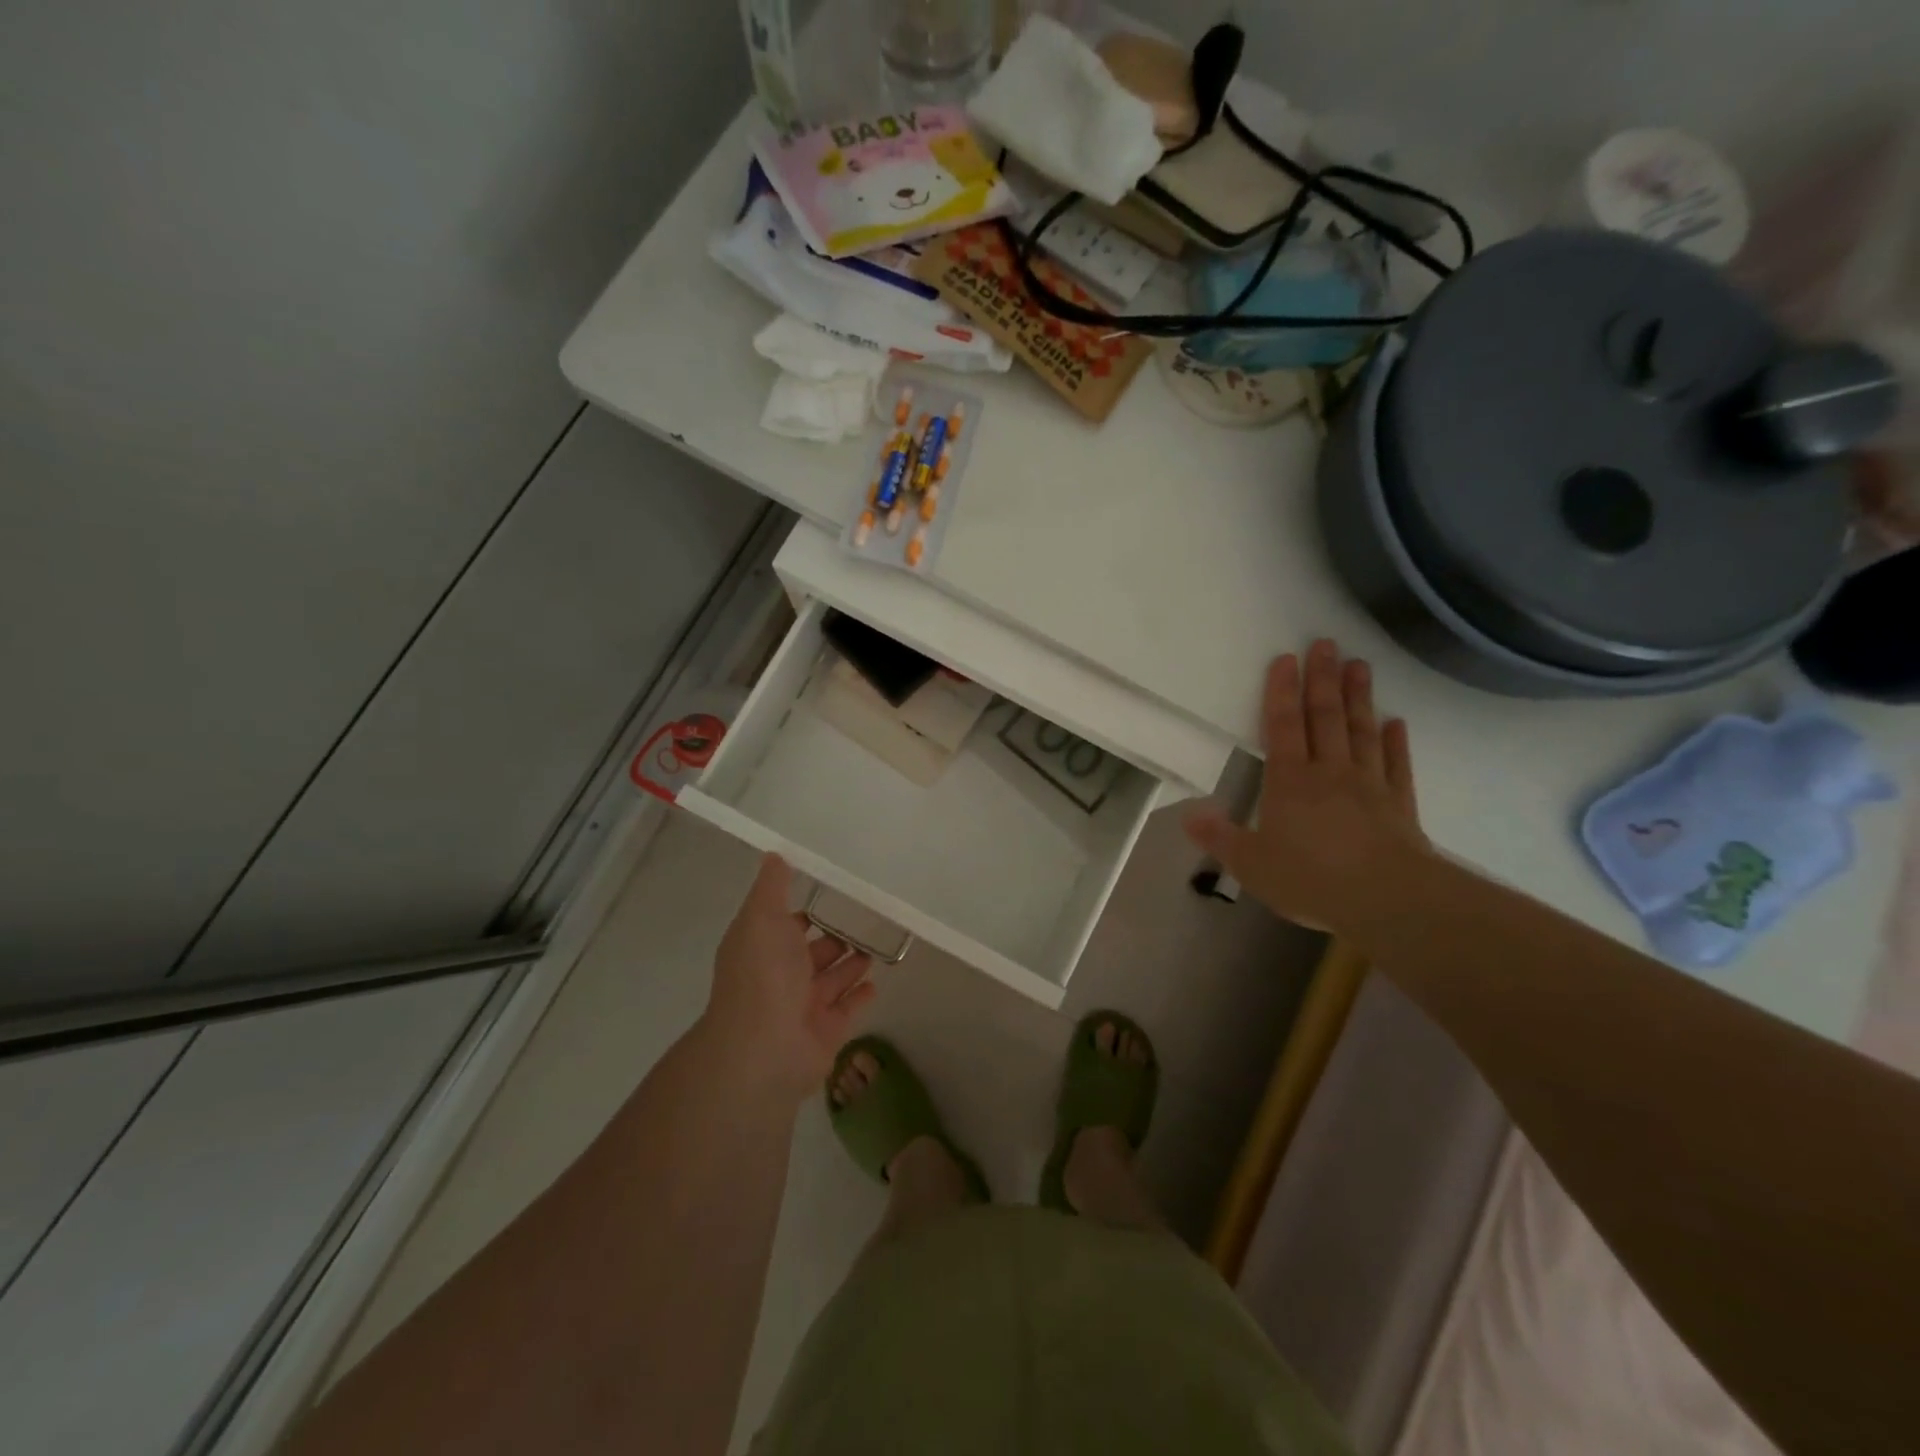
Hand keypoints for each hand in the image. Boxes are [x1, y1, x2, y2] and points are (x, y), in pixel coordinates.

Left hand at [701, 854, 876, 1102]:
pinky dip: (859, 996)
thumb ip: (772, 887)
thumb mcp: (762, 918)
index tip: (829, 892)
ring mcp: (803, 1007)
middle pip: (809, 954)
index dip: (801, 911)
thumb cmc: (763, 975)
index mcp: (761, 948)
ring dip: (849, 964)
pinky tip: (876, 982)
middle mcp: (779, 977)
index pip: (783, 925)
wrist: (764, 1048)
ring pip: (830, 980)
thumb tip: (774, 854)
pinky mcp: (826, 1032)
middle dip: (831, 937)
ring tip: (875, 944)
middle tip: (863, 918)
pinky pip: (847, 1009)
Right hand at [1184, 640, 1427, 934]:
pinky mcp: (1400, 805)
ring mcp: (1369, 785)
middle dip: (1322, 680)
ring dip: (1359, 698)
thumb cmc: (1311, 878)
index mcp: (1290, 781)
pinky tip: (1396, 723)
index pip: (1282, 726)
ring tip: (1359, 665)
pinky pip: (1396, 765)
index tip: (1286, 658)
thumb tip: (1188, 814)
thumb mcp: (1251, 864)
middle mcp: (1329, 772)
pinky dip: (1396, 743)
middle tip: (1327, 644)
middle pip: (1325, 717)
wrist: (1388, 899)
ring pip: (1361, 732)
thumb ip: (1220, 837)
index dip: (1282, 692)